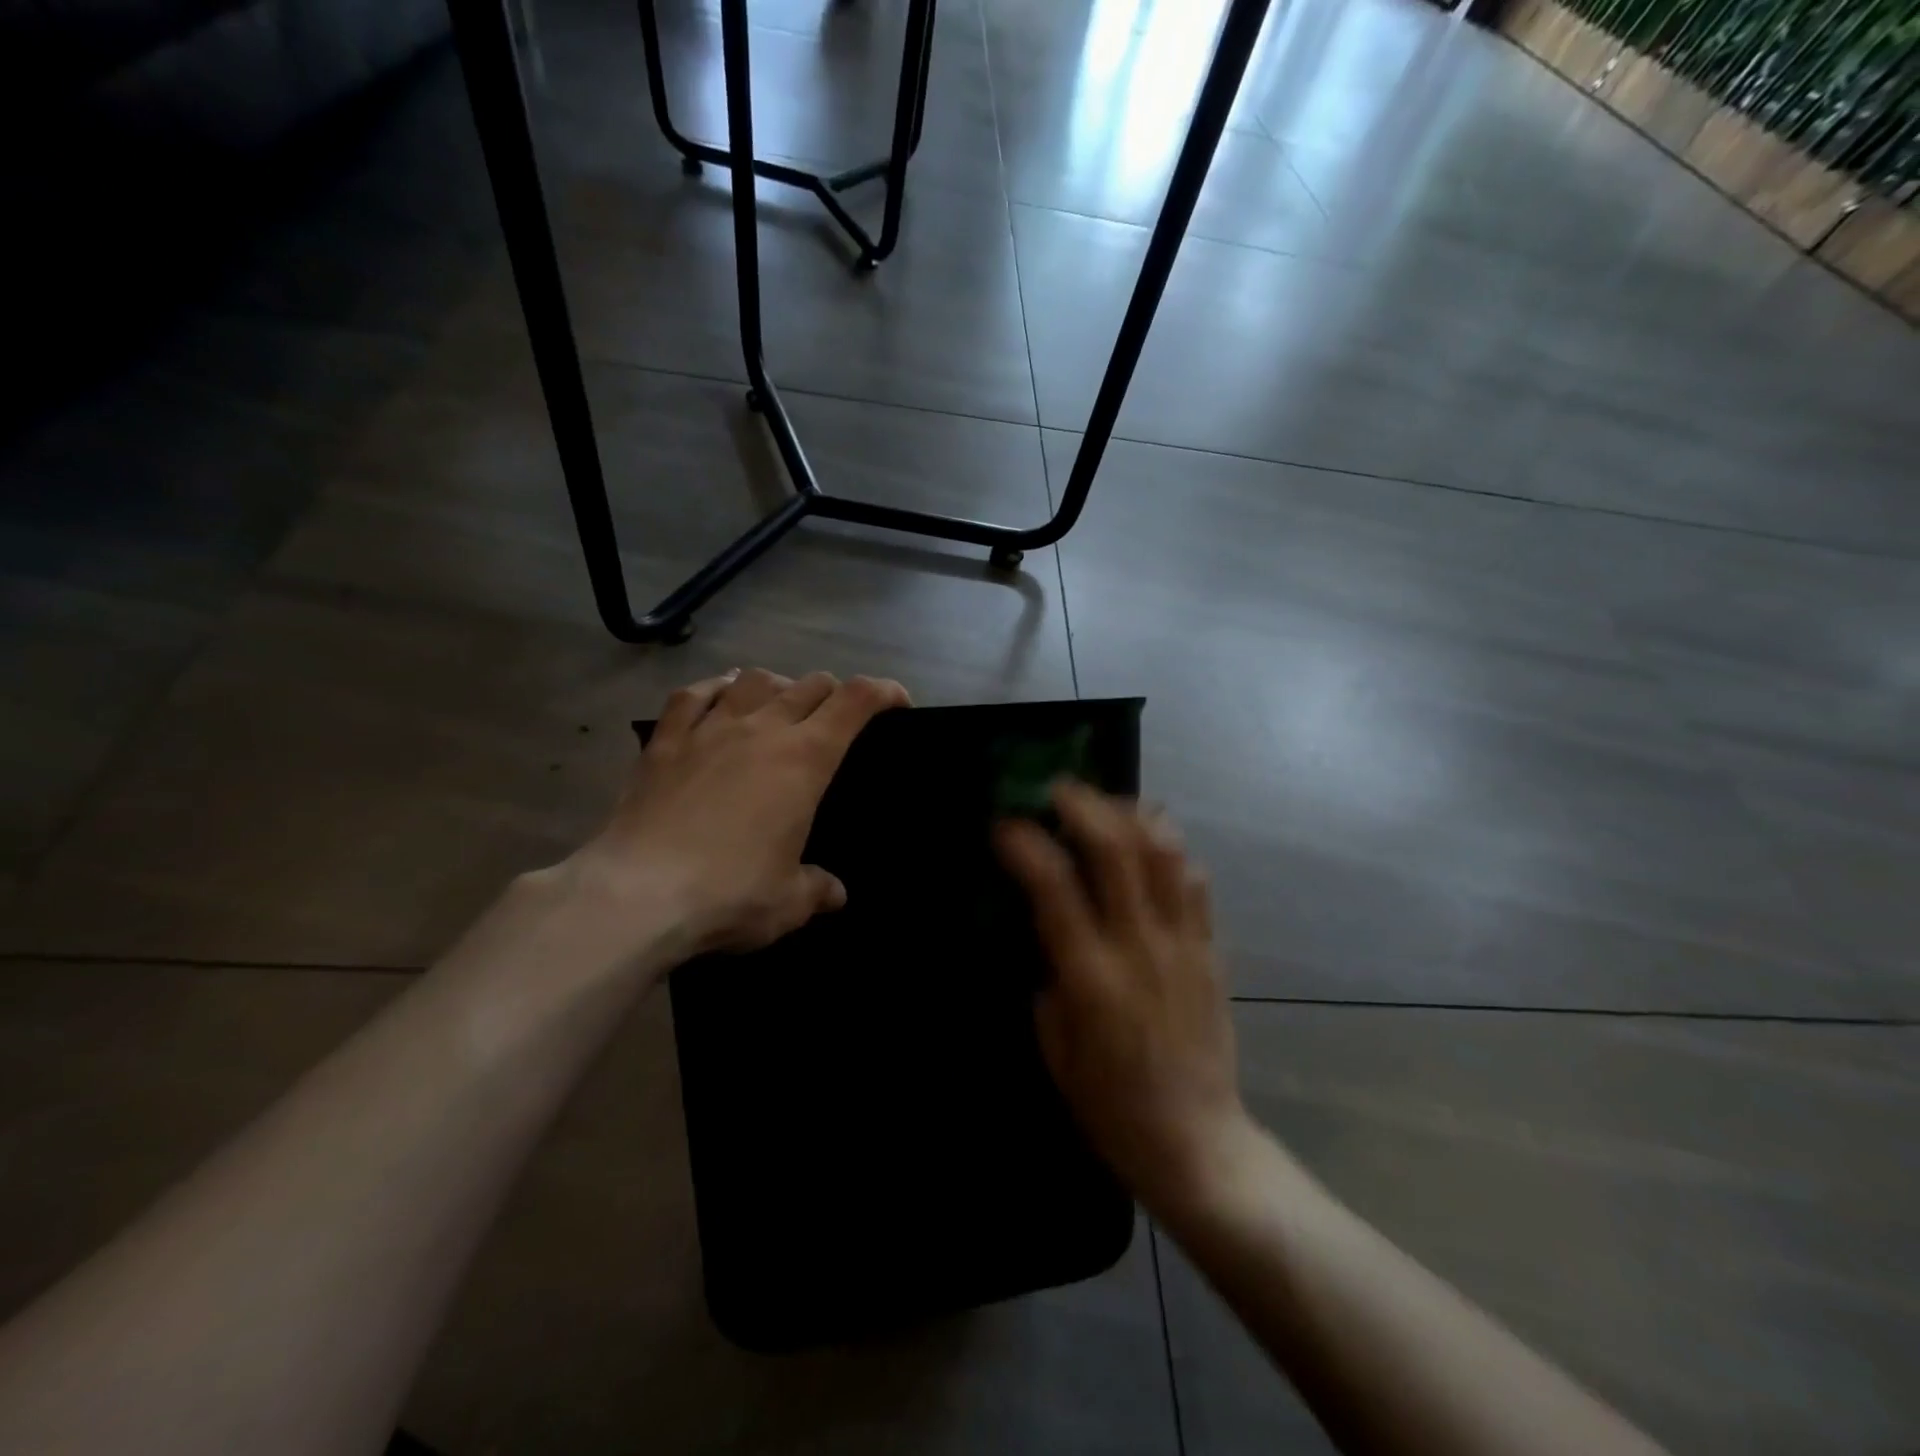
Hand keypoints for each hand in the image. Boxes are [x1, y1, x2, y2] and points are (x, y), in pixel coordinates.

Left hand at [570, 668, 908, 955]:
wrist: (637, 894)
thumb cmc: (730, 893)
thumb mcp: (789, 903)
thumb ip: (817, 889)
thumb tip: (833, 892)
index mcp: (804, 760)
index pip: (855, 702)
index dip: (883, 692)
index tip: (897, 703)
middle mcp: (762, 729)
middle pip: (810, 684)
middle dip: (834, 694)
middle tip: (836, 721)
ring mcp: (709, 729)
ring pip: (754, 679)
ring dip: (778, 685)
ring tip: (779, 705)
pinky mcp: (664, 741)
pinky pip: (691, 695)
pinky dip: (713, 688)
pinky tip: (717, 696)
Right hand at [995, 783, 1246, 1214]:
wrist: (1196, 1142)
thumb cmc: (1110, 1105)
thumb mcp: (1054, 1046)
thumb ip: (1050, 976)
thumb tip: (1048, 928)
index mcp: (1091, 975)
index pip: (1054, 886)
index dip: (1026, 845)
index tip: (1006, 825)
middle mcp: (1140, 946)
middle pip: (1117, 849)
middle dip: (1085, 806)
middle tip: (1060, 788)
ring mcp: (1183, 944)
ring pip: (1165, 854)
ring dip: (1133, 815)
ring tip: (1109, 803)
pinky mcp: (1212, 951)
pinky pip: (1195, 883)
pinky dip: (1171, 849)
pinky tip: (1152, 842)